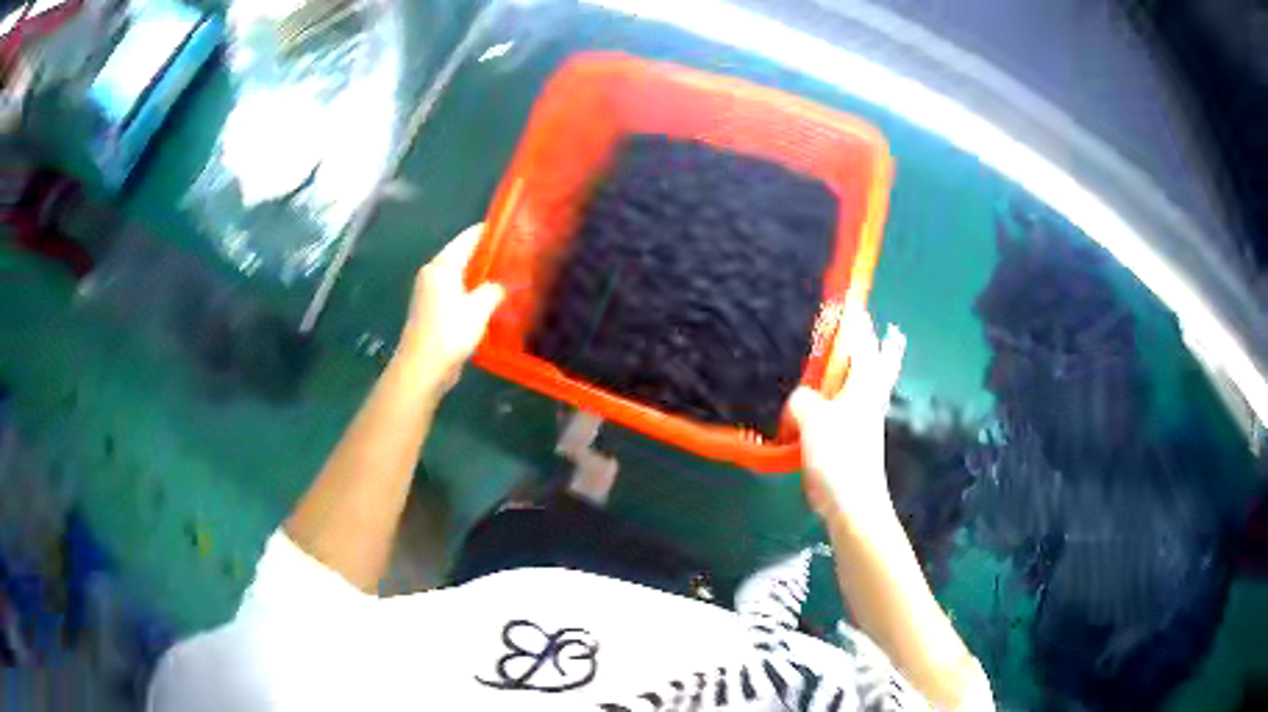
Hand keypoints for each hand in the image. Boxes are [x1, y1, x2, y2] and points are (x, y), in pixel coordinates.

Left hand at [397, 223, 504, 392]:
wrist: (422, 368)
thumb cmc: (449, 333)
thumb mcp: (479, 309)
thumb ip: (494, 290)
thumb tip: (502, 285)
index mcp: (442, 267)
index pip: (468, 239)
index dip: (490, 233)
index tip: (512, 230)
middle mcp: (433, 274)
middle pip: (464, 255)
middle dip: (488, 255)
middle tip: (516, 255)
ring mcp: (431, 293)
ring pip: (461, 275)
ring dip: (481, 276)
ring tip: (508, 276)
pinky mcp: (433, 310)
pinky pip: (457, 292)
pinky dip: (473, 291)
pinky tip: (491, 300)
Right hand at [789, 308, 904, 529]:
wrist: (852, 502)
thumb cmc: (839, 455)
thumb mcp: (813, 418)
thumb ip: (803, 399)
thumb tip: (800, 399)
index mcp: (864, 385)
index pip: (863, 343)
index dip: (857, 322)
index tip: (852, 302)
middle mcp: (869, 398)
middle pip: (878, 363)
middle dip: (880, 345)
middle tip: (878, 329)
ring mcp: (865, 420)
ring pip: (866, 385)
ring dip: (862, 370)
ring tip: (851, 359)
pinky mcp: (854, 439)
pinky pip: (849, 407)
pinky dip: (843, 396)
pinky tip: (827, 402)